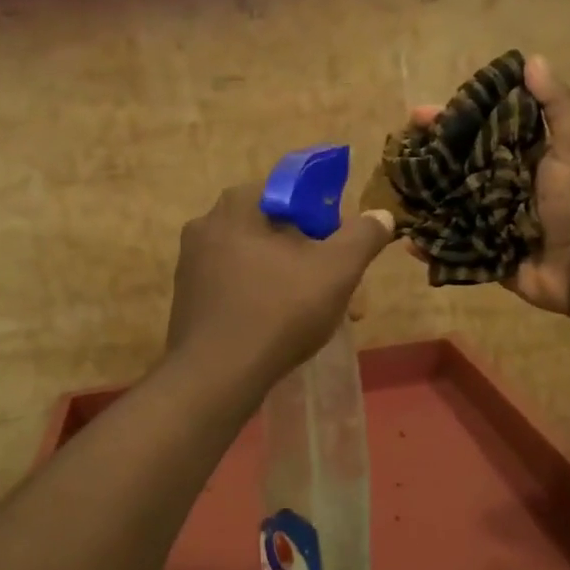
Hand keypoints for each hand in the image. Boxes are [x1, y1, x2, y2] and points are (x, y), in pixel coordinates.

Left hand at [166, 183, 395, 384]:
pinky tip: (283, 327)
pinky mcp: (187, 297)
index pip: (292, 192)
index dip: (325, 218)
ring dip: (292, 280)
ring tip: (321, 315)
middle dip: (313, 256)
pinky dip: (263, 297)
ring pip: (258, 260)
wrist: (216, 376)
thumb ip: (362, 237)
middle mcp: (207, 224)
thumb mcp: (336, 271)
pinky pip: (236, 284)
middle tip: (341, 289)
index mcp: (237, 205)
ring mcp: (192, 262)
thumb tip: (382, 215)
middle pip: (275, 229)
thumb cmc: (279, 311)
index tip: (342, 250)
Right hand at [411, 54, 569, 320]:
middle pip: (453, 165)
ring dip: (419, 199)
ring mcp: (487, 218)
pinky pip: (450, 244)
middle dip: (423, 160)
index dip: (447, 120)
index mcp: (518, 154)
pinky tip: (407, 239)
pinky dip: (429, 244)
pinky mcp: (483, 251)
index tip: (416, 115)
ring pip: (446, 203)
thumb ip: (558, 105)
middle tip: (394, 157)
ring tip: (390, 195)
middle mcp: (498, 182)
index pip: (475, 129)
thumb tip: (532, 60)